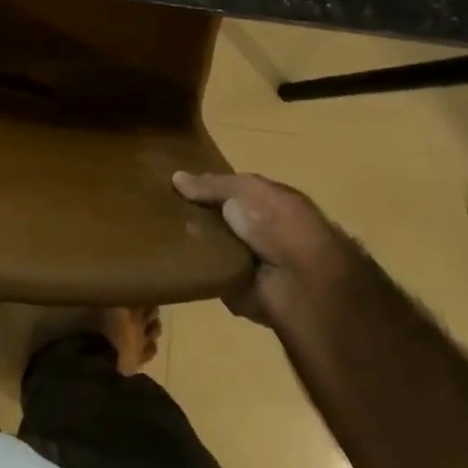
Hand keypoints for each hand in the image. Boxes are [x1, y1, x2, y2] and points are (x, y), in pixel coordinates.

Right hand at [172, 170, 333, 324]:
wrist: (302, 282)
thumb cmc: (278, 224)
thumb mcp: (246, 191)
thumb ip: (213, 185)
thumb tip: (176, 177)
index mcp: (269, 203)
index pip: (231, 192)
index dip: (206, 189)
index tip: (175, 188)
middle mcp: (261, 231)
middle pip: (219, 221)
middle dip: (196, 218)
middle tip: (164, 213)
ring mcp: (251, 262)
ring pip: (213, 249)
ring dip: (196, 246)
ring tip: (164, 236)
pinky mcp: (241, 290)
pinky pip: (213, 277)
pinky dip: (199, 273)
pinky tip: (177, 262)